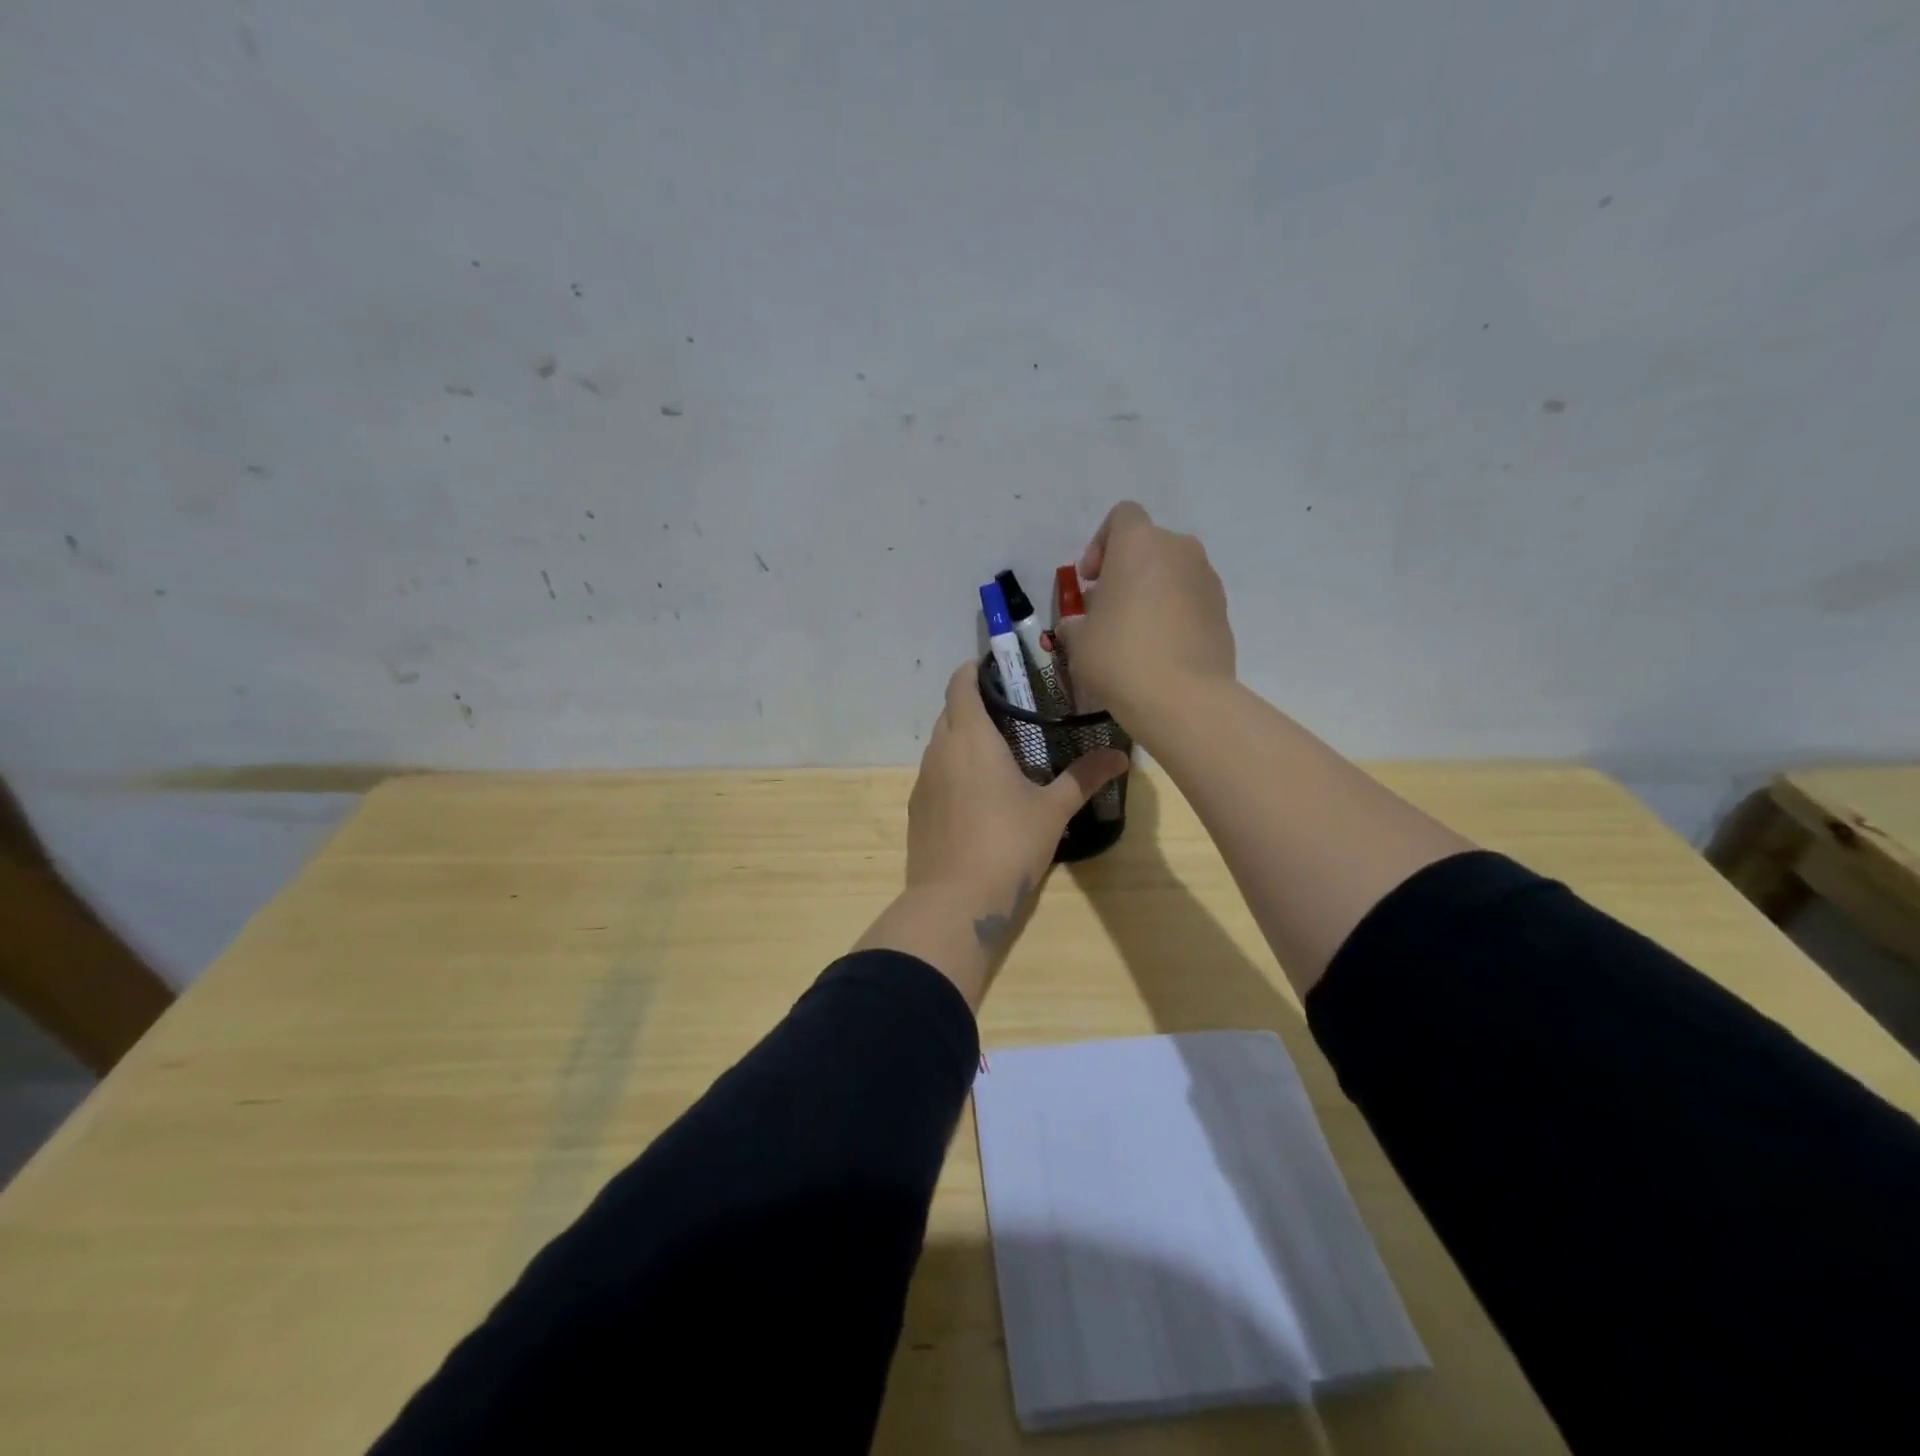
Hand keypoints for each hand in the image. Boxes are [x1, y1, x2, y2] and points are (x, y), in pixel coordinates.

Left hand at [853, 662, 1127, 1009]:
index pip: (960, 683)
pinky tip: (979, 794)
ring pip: (941, 744)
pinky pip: (936, 774)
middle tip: (1013, 712)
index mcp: (971, 738)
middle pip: (950, 711)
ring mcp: (923, 781)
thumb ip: (1084, 778)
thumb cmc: (1008, 844)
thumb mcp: (1052, 810)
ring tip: (1000, 752)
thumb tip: (1121, 755)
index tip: (999, 670)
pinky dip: (954, 770)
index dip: (975, 670)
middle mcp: (940, 751)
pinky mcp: (917, 809)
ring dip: (964, 739)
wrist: (954, 902)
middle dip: (975, 704)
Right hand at [1066, 501, 1235, 739]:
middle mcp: (1180, 550)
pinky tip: (1160, 652)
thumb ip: (1076, 623)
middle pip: (1149, 546)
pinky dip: (1175, 615)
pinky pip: (1191, 602)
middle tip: (1108, 609)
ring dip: (1153, 593)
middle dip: (1127, 571)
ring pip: (1173, 574)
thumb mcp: (1079, 641)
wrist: (1183, 698)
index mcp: (1140, 544)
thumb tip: (1077, 624)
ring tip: (1135, 634)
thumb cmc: (1120, 656)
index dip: (1101, 544)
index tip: (1090, 581)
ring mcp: (1208, 580)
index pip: (1122, 516)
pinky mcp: (1224, 612)